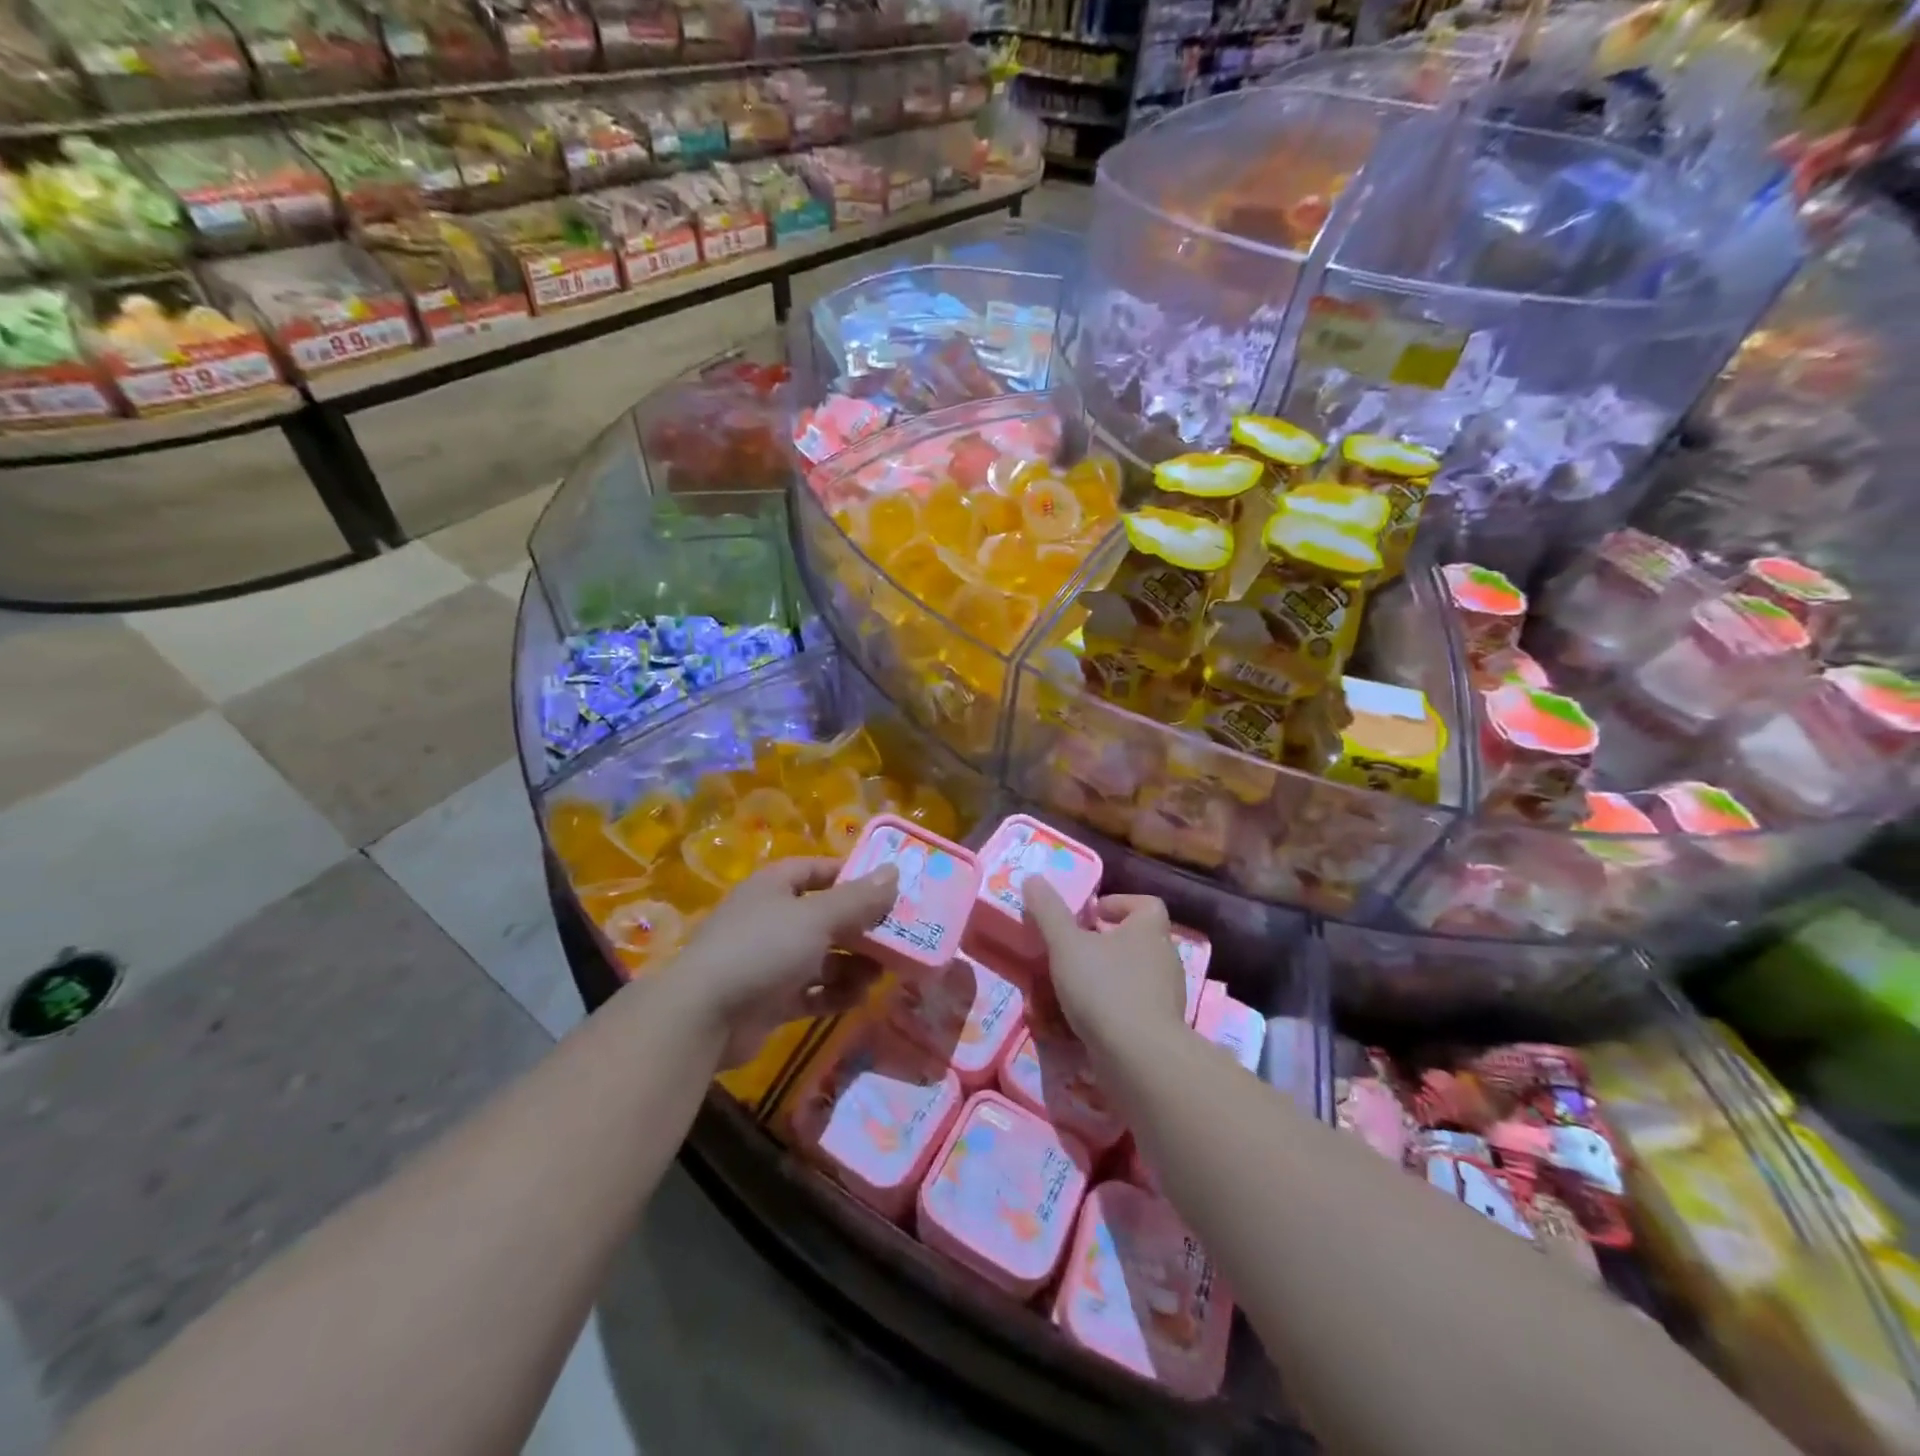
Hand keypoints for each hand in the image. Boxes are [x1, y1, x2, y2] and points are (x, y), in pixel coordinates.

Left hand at [666, 857, 896, 1066]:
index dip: (852, 876)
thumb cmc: (762, 948)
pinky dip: (834, 994)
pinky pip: (812, 991)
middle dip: (860, 929)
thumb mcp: (816, 917)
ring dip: (852, 965)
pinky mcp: (770, 1000)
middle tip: (897, 938)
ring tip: (879, 975)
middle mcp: (771, 919)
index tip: (888, 889)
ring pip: (822, 957)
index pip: (818, 870)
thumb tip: (894, 871)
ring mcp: (769, 961)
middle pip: (825, 917)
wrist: (704, 1016)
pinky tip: (857, 999)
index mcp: (774, 887)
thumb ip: (858, 899)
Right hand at [1023, 883, 1186, 1055]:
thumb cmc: (1104, 988)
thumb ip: (1048, 911)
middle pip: (1141, 938)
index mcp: (1150, 930)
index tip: (1091, 915)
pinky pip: (1139, 1006)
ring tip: (1079, 984)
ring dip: (1113, 974)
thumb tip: (1032, 878)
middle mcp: (1166, 957)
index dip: (1120, 904)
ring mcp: (1169, 995)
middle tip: (1077, 948)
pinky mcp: (1164, 1028)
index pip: (1147, 904)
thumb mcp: (1066, 944)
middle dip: (1110, 941)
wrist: (1140, 1057)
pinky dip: (1118, 1006)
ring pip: (1140, 973)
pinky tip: (1092, 1018)